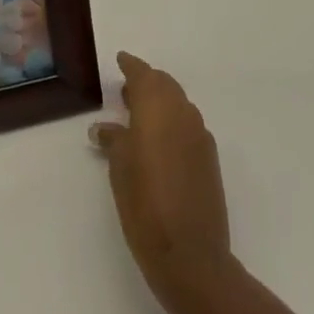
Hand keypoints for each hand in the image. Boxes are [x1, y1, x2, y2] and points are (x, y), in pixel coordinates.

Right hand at [91, 52, 231, 299]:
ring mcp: (200, 134)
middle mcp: (182, 112)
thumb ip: (113, 140)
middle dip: (146, 83)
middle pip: (164, 85)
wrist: (191, 254)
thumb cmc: (145, 205)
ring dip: (160, 103)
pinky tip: (160, 142)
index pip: (144, 75)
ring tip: (139, 115)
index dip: (131, 66)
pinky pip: (188, 124)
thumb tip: (103, 127)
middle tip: (126, 91)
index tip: (121, 59)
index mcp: (158, 108)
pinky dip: (172, 122)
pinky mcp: (209, 157)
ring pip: (178, 104)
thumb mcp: (120, 170)